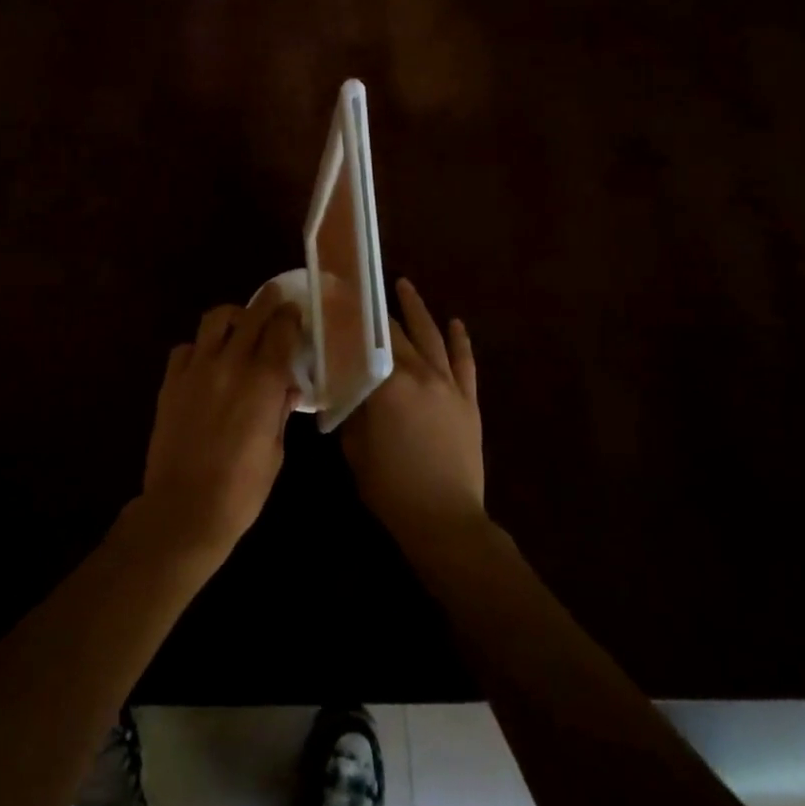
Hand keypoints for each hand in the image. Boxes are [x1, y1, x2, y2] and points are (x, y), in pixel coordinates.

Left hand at [139, 281, 302, 557]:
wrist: (185, 509)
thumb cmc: (242, 489)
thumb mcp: (275, 449)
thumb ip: (280, 410)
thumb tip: (286, 387)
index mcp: (263, 382)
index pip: (281, 330)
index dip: (291, 317)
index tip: (296, 312)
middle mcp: (230, 364)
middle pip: (251, 315)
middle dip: (267, 303)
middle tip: (276, 298)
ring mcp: (196, 370)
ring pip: (215, 320)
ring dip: (233, 317)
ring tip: (239, 325)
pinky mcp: (170, 382)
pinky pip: (185, 348)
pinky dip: (200, 347)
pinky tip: (206, 361)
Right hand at [343, 279, 484, 554]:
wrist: (445, 520)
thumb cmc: (391, 488)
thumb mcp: (355, 448)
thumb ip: (352, 410)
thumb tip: (348, 386)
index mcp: (389, 385)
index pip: (366, 339)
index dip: (350, 316)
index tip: (336, 294)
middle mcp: (421, 375)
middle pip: (397, 333)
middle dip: (377, 309)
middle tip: (361, 289)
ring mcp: (449, 385)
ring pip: (432, 337)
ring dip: (417, 309)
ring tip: (405, 286)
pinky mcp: (468, 400)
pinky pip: (464, 362)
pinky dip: (460, 340)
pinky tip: (455, 323)